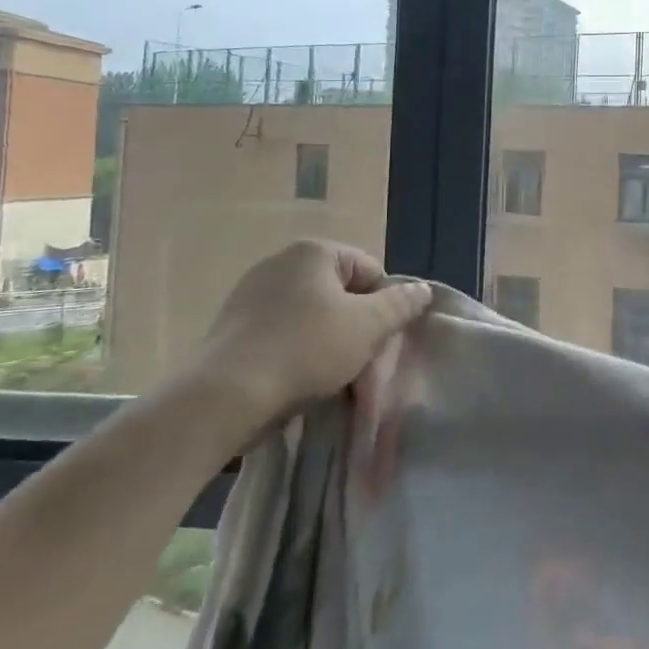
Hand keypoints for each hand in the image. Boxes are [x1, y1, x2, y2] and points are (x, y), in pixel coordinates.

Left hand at [186, 241, 432, 433]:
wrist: (225, 396)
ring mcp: (250, 292)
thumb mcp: (368, 326)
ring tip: (326, 376)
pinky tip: (294, 379)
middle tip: (358, 361)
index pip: (370, 270)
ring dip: (326, 340)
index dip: (383, 305)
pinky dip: (294, 351)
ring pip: (310, 315)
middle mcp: (280, 261)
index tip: (378, 339)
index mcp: (313, 251)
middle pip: (339, 292)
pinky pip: (280, 332)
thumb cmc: (306, 350)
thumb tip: (422, 290)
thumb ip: (400, 304)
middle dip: (354, 324)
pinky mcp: (231, 325)